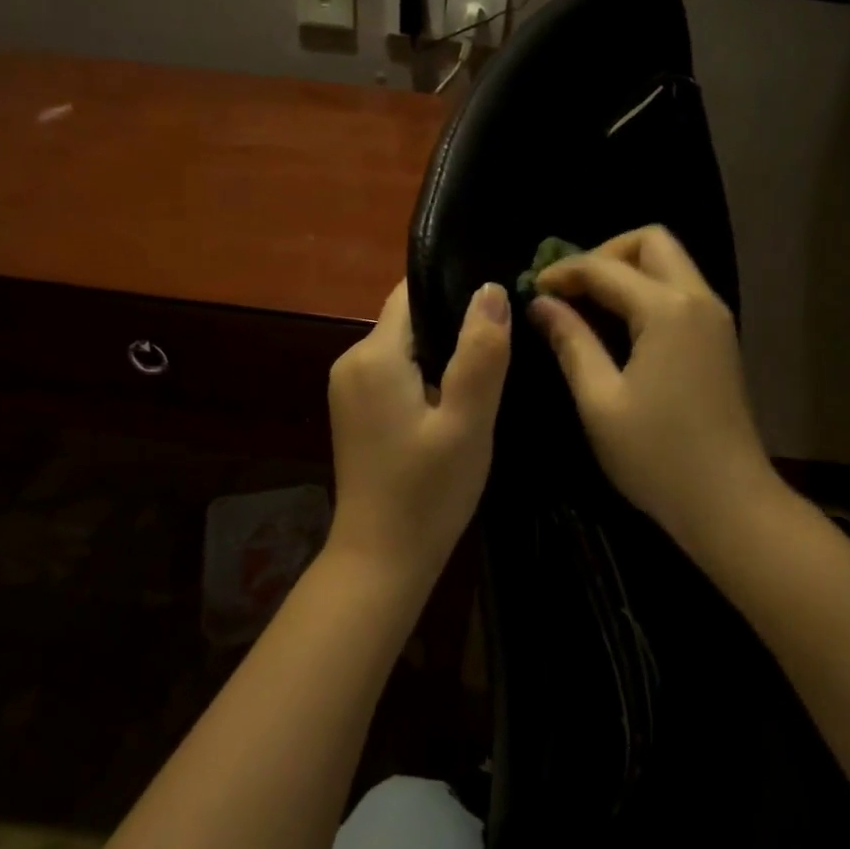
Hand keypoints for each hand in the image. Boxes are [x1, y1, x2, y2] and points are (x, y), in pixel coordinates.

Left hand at [326, 280, 511, 587]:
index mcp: (374, 355)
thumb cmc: (428, 492)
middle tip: (501, 354)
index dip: (455, 292)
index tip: (497, 309)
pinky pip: (395, 375)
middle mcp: (351, 361)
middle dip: (453, 330)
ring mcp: (348, 388)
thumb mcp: (467, 422)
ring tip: (484, 380)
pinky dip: (425, 380)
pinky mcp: (355, 412)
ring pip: (405, 349)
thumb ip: (480, 353)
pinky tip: (453, 407)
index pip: (412, 294)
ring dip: (442, 358)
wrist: (381, 559)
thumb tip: (491, 289)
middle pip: (410, 321)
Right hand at [529, 226, 777, 551]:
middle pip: (652, 243)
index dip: (564, 272)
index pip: (606, 267)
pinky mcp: (718, 341)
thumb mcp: (600, 400)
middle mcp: (698, 301)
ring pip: (670, 265)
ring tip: (586, 305)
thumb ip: (571, 342)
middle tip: (571, 289)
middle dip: (605, 255)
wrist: (728, 501)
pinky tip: (618, 327)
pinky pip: (680, 293)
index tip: (532, 289)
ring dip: (627, 272)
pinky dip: (646, 294)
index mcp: (668, 310)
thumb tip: (542, 305)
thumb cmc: (656, 454)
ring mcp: (715, 320)